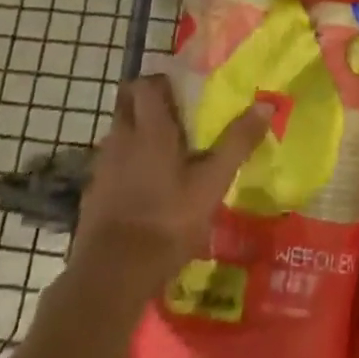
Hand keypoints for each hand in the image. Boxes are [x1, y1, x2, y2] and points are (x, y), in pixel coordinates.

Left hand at [74, 75, 271, 291]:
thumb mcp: (211, 183)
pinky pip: (108, 164)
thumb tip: (266, 104)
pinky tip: (139, 189)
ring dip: (133, 133)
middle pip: (126, 101)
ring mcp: (103, 165)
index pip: (146, 83)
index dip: (161, 82)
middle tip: (169, 117)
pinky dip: (122, 166)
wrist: (112, 275)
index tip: (180, 91)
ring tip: (158, 154)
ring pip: (117, 132)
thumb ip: (237, 143)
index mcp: (150, 127)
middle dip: (143, 101)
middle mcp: (122, 136)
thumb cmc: (167, 221)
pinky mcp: (92, 194)